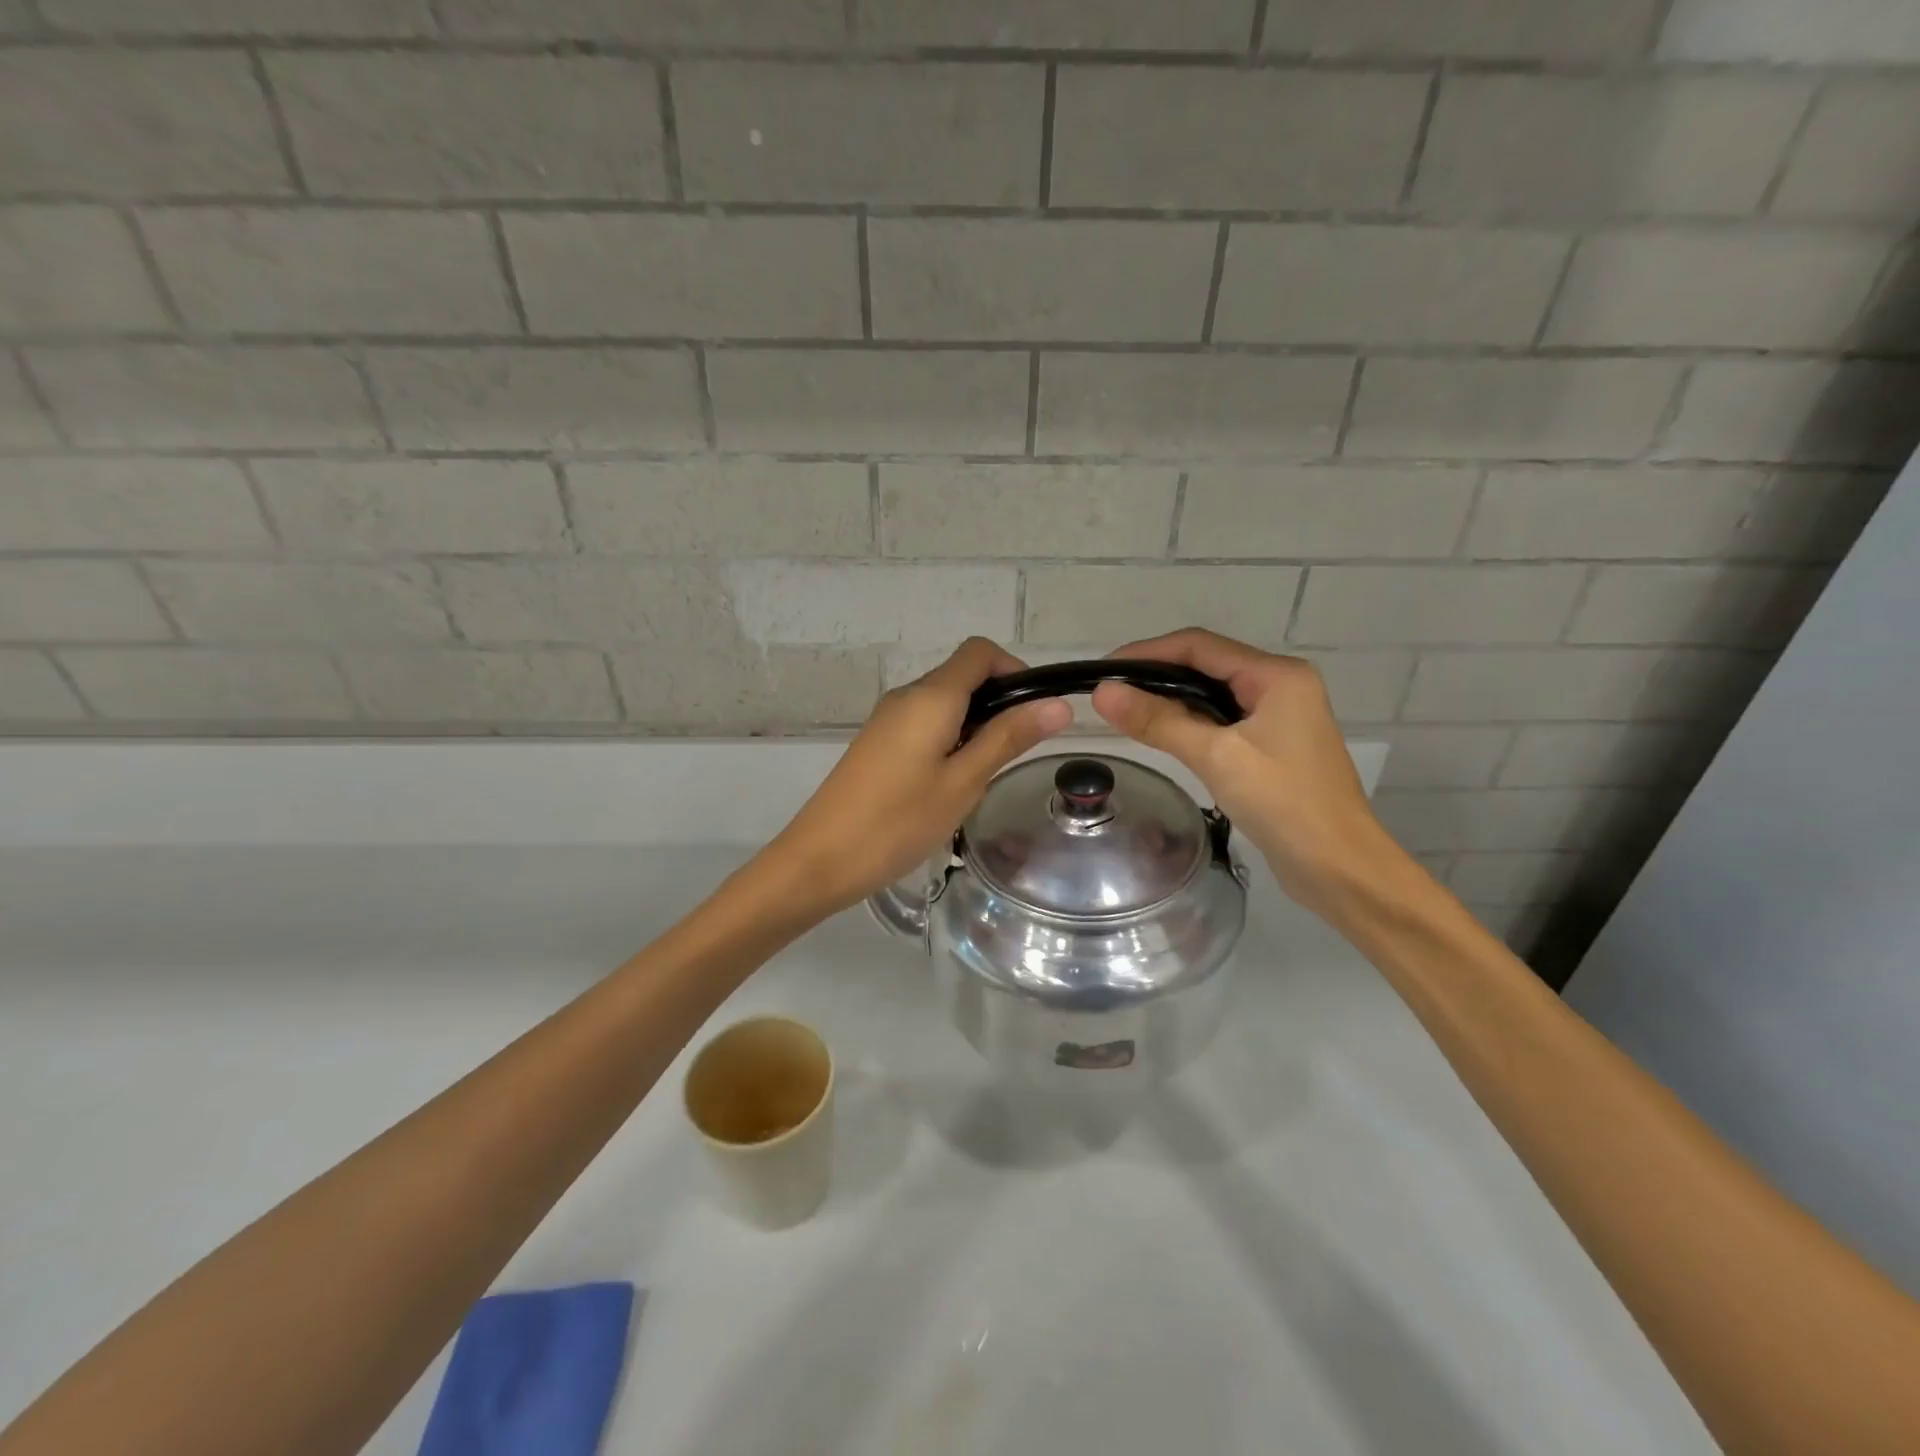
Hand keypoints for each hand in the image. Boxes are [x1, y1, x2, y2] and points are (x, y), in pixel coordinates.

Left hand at [761, 638, 1072, 917]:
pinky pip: (924, 723)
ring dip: (974, 724)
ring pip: (944, 702)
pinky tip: (951, 782)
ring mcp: (887, 718)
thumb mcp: (964, 782)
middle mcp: (907, 696)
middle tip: (1017, 753)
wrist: (821, 858)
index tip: (1035, 712)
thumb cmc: (899, 821)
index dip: (1014, 670)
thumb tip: (1058, 705)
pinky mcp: (877, 741)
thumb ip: (1008, 738)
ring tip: (985, 774)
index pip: (979, 652)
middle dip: (998, 702)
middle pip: (962, 675)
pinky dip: (949, 738)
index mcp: (930, 697)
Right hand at [1090, 629, 1395, 912]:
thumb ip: (1159, 721)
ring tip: (1124, 713)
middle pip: (1206, 666)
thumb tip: (1103, 693)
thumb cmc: (1284, 804)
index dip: (1147, 652)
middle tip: (1108, 695)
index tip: (1103, 671)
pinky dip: (1189, 723)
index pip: (1199, 646)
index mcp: (1276, 676)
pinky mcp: (1272, 745)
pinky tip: (1162, 736)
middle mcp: (1280, 686)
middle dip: (1156, 675)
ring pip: (1212, 695)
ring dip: (1170, 700)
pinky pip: (1222, 721)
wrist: (1340, 868)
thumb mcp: (1217, 758)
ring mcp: (1279, 716)